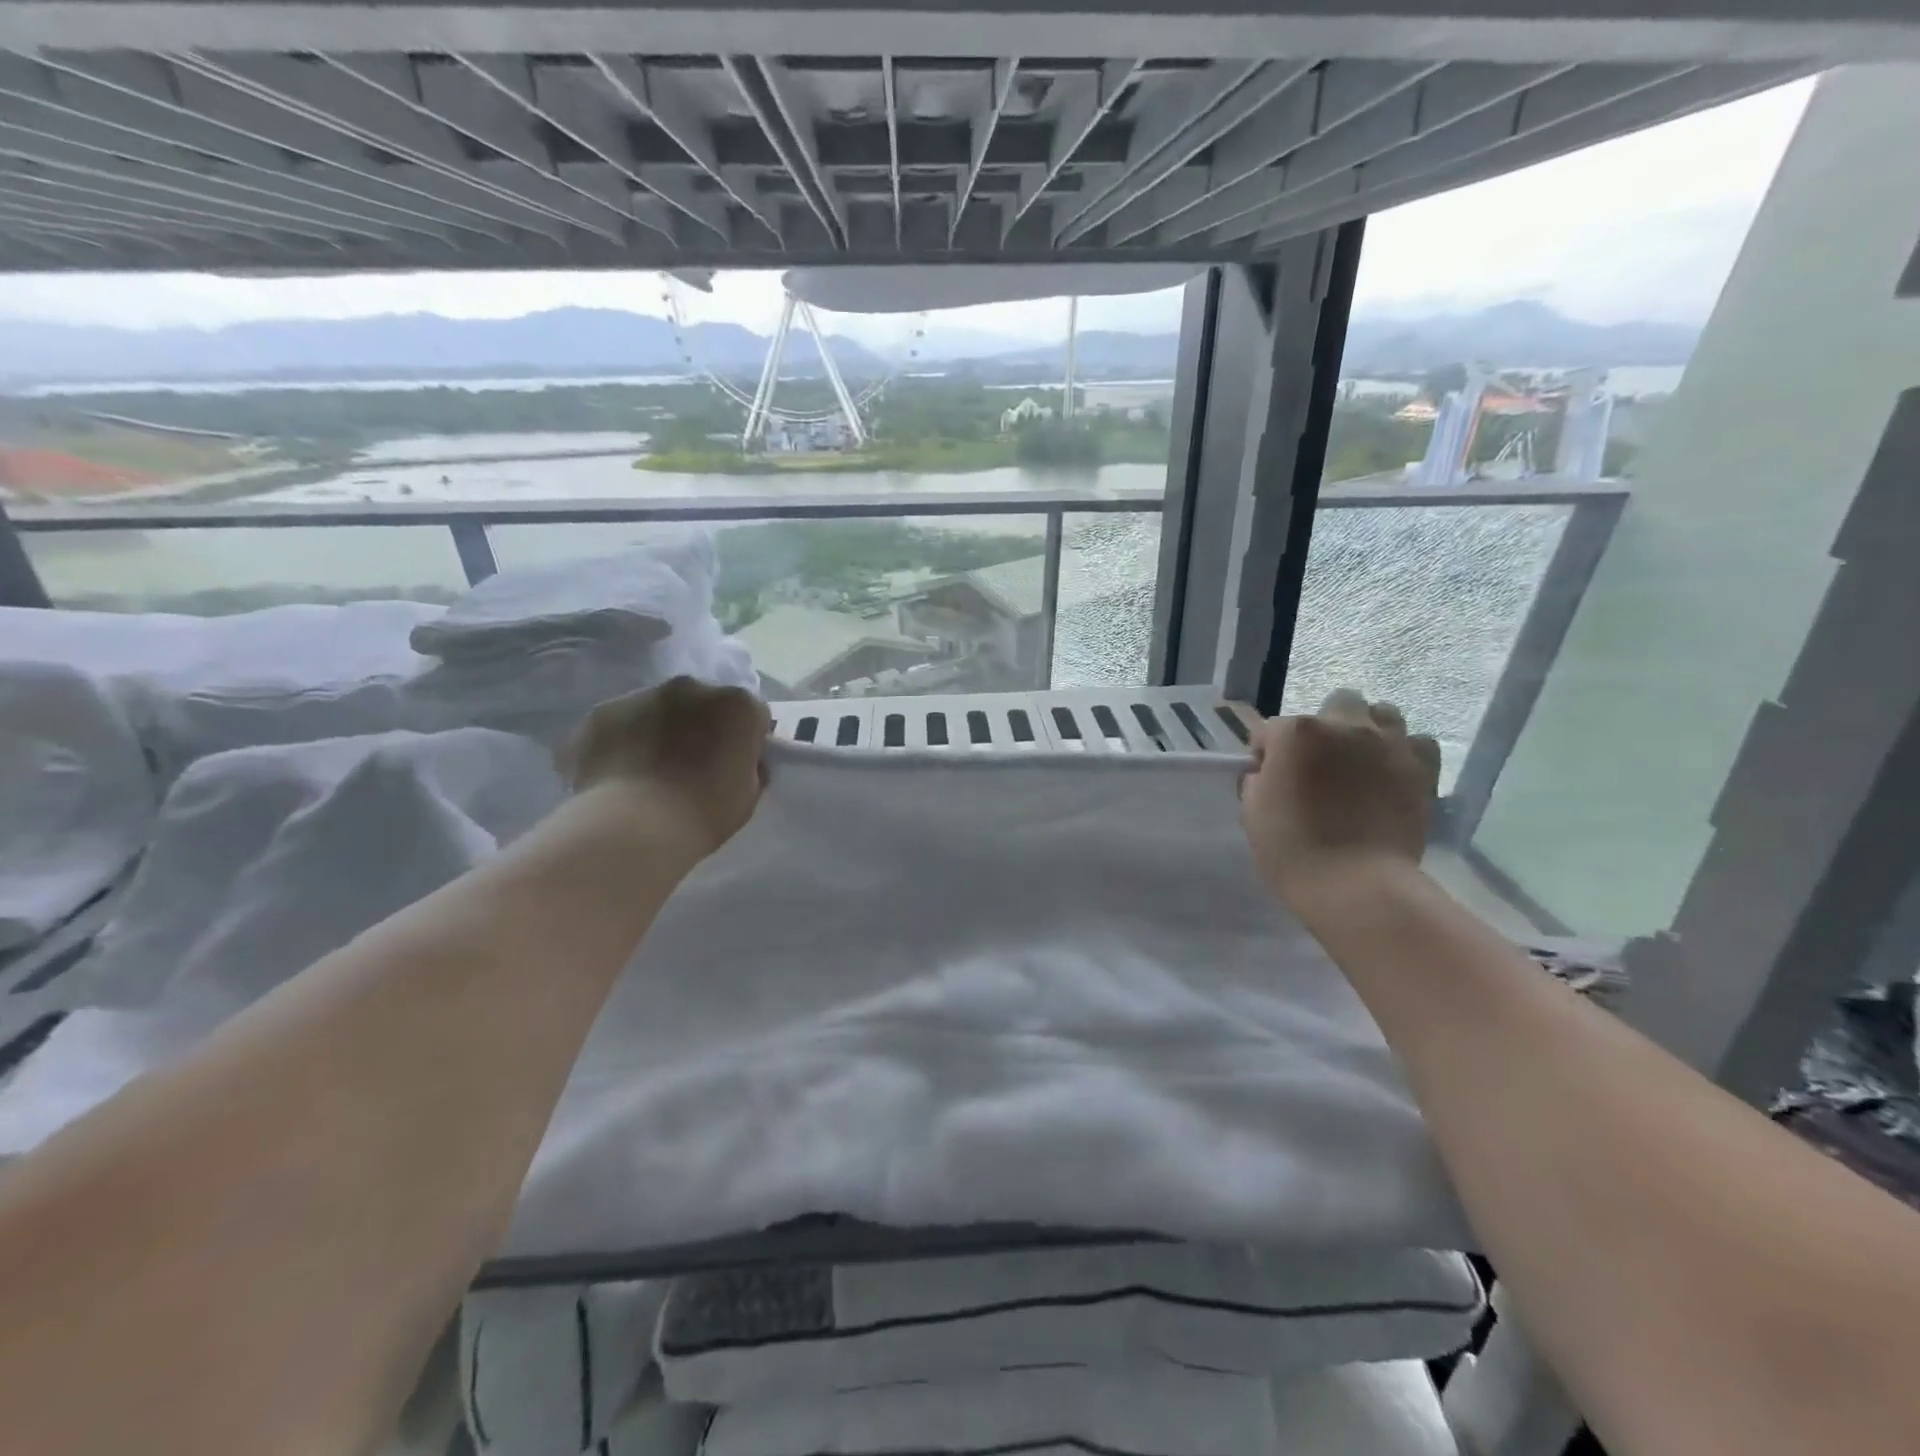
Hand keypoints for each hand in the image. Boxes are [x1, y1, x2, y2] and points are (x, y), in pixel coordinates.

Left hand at [560, 677, 770, 855]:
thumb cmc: (704, 812)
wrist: (634, 827)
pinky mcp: (601, 712)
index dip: (746, 740)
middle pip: (704, 704)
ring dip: (661, 730)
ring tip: (650, 773)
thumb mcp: (749, 794)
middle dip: (702, 726)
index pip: (752, 715)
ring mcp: (642, 695)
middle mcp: (692, 688)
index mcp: (737, 705)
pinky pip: (621, 723)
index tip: (737, 765)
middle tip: (693, 766)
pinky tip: (619, 776)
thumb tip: (739, 759)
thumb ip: (749, 765)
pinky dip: (623, 741)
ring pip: (659, 709)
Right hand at [1240, 688, 1441, 909]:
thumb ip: (1257, 782)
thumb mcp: (1252, 813)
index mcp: (1296, 733)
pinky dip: (1404, 752)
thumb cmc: (1292, 850)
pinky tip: (1392, 774)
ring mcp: (1388, 743)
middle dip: (1323, 727)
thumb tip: (1268, 774)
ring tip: (1360, 762)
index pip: (1269, 731)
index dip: (1265, 755)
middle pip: (1335, 704)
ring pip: (1382, 713)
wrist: (1356, 885)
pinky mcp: (1422, 768)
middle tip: (1318, 763)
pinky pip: (1417, 742)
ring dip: (1367, 730)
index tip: (1267, 780)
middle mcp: (1344, 726)